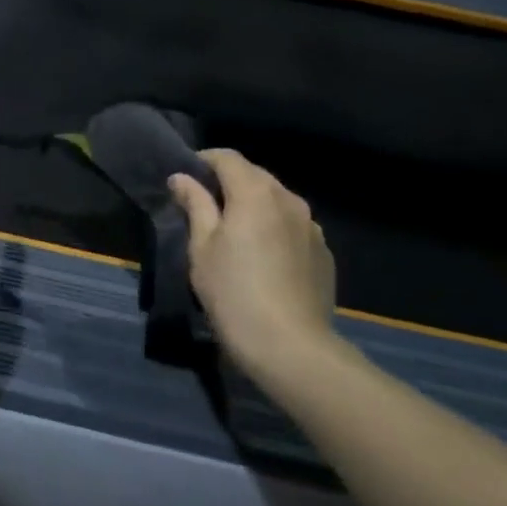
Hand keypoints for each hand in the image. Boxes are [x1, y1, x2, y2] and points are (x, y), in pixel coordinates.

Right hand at [168, 149, 336, 375]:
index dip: (203, 161)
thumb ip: (195, 205)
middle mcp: (289, 199)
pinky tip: (263, 257)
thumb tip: (182, 178)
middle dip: (229, 183)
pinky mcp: (324, 253)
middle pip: (254, 176)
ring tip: (235, 232)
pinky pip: (293, 227)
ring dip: (254, 206)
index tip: (186, 179)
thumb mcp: (201, 248)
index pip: (227, 157)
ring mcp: (312, 227)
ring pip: (276, 201)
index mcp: (255, 192)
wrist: (292, 348)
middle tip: (205, 207)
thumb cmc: (234, 292)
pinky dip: (274, 229)